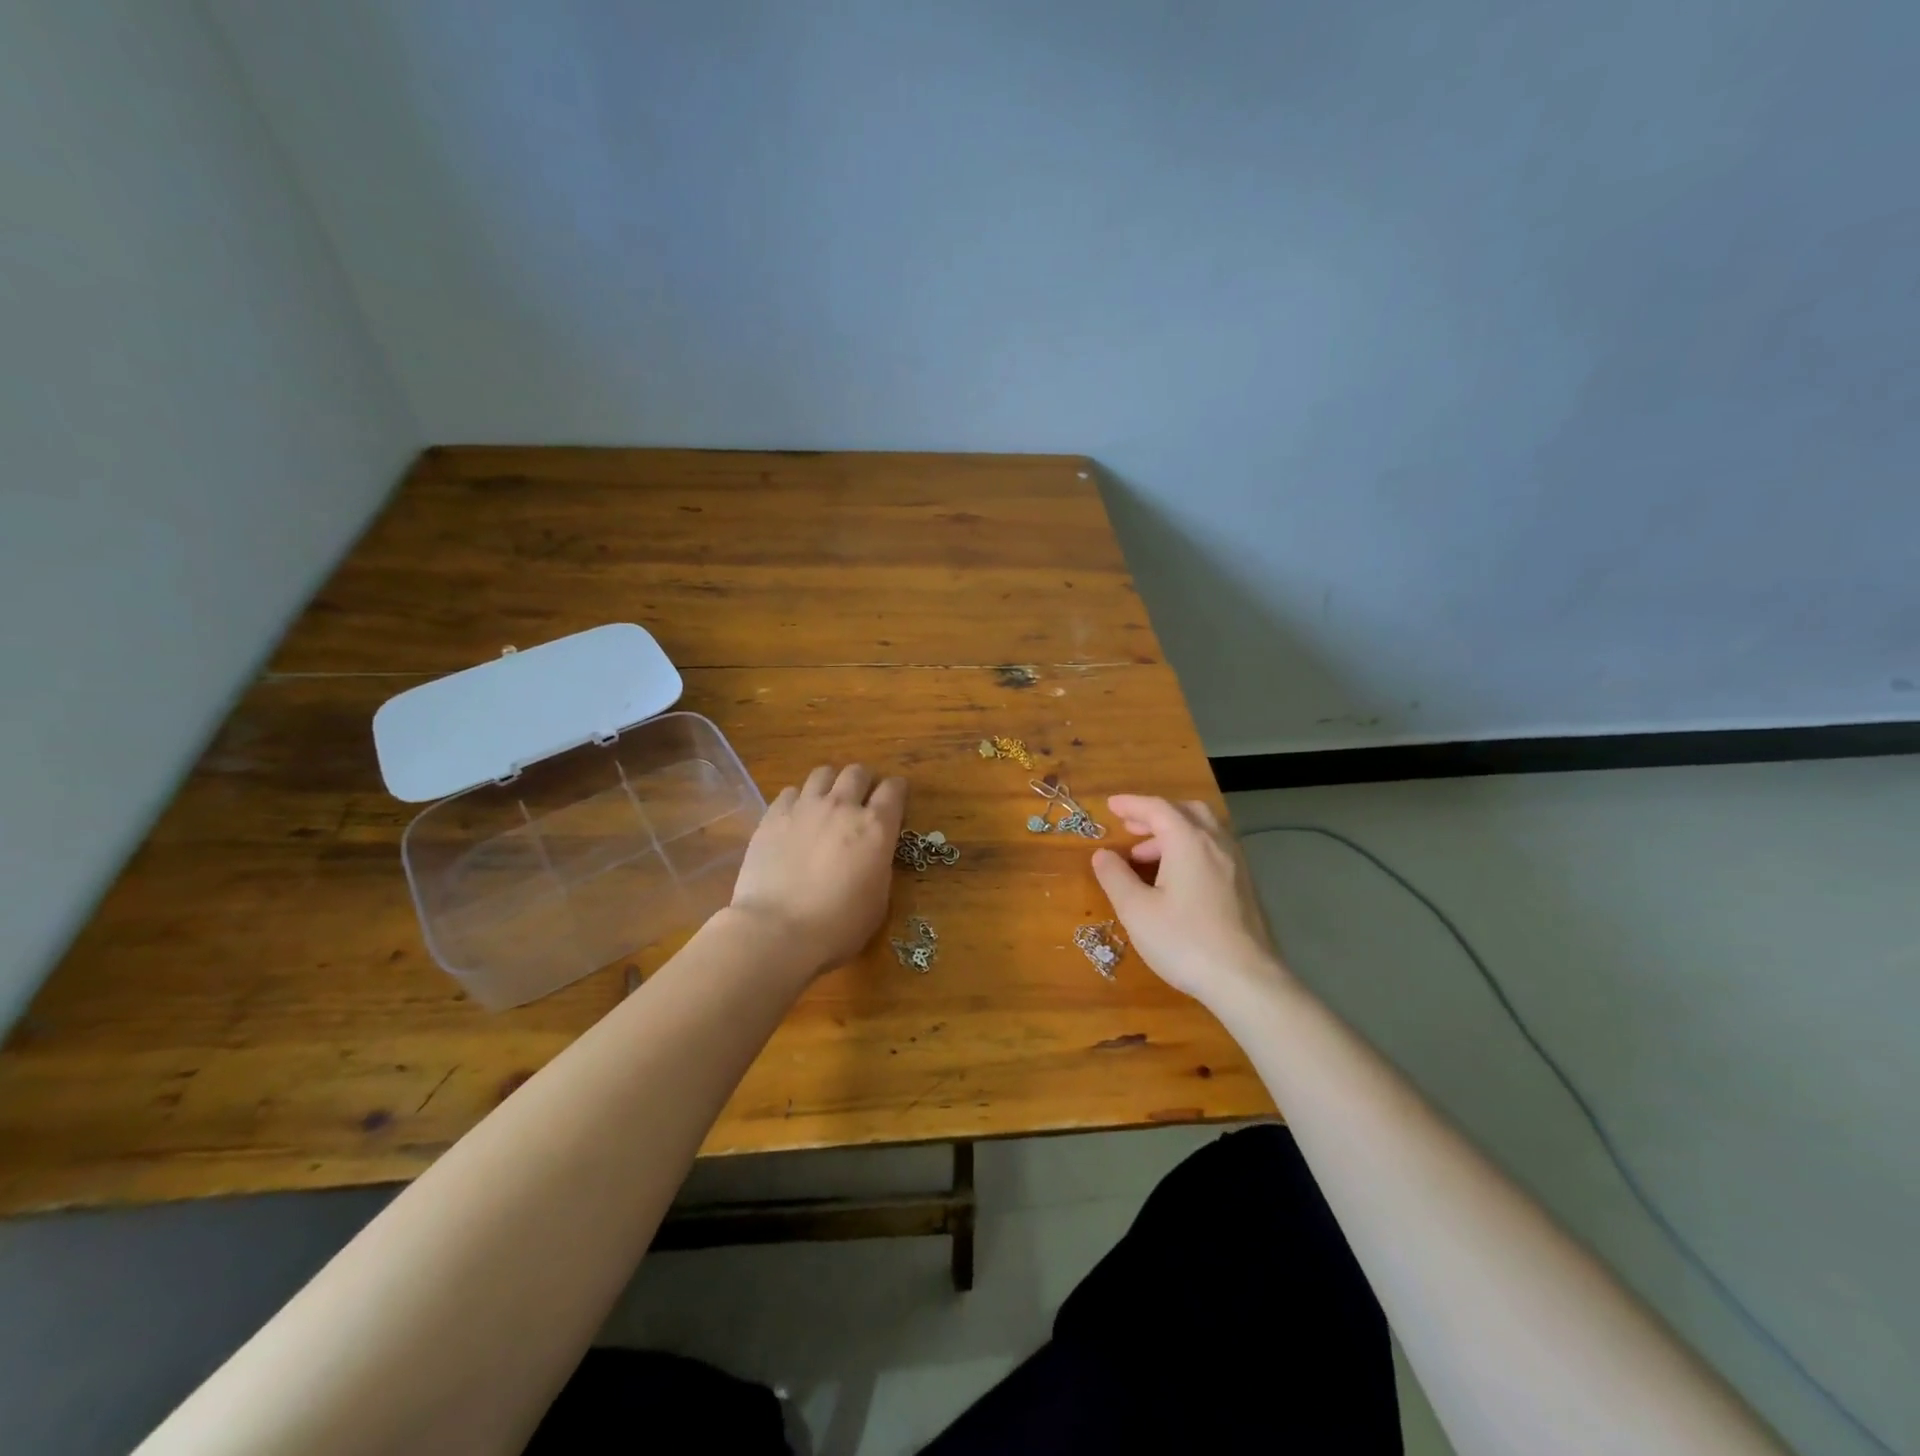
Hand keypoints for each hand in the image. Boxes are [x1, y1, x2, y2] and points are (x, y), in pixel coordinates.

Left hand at [729, 764, 906, 975]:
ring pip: (823, 773)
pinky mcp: (773, 816)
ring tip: (826, 804)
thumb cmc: (838, 926)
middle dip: (863, 782)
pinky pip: (790, 792)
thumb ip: (879, 865)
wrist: (777, 931)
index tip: (895, 800)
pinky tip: (795, 818)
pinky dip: (798, 800)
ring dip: (830, 784)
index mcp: (876, 827)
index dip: (897, 791)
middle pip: (857, 772)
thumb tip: (873, 853)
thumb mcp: (878, 900)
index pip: (894, 789)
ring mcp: (804, 807)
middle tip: (860, 801)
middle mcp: (842, 807)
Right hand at [1090, 795, 1287, 1003]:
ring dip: (1174, 833)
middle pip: (1187, 812)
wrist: (1246, 981)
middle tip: (1131, 827)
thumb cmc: (1184, 941)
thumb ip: (1116, 877)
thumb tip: (1102, 855)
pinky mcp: (1245, 887)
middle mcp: (1217, 844)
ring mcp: (1236, 865)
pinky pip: (1215, 851)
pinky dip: (1190, 850)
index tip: (1110, 806)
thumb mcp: (1136, 910)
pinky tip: (1176, 879)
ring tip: (1146, 857)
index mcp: (1189, 841)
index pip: (1157, 808)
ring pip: (1205, 831)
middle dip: (1156, 814)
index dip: (1131, 804)